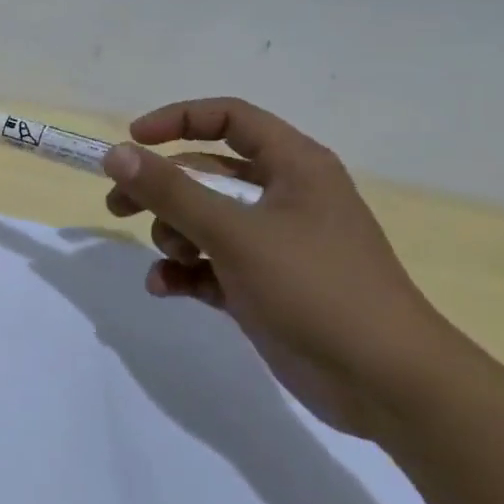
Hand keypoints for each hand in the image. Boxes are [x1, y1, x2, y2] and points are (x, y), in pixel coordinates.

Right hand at [100, 97, 461, 436]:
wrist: (387, 384)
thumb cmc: (316, 288)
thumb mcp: (235, 233)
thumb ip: (171, 191)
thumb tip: (116, 154)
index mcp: (293, 166)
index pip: (228, 118)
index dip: (177, 120)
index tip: (132, 141)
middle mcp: (283, 196)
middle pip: (204, 172)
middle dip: (160, 190)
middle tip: (118, 206)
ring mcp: (273, 244)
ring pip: (202, 220)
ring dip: (174, 235)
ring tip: (176, 259)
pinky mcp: (262, 285)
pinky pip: (209, 264)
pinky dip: (184, 271)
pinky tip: (166, 288)